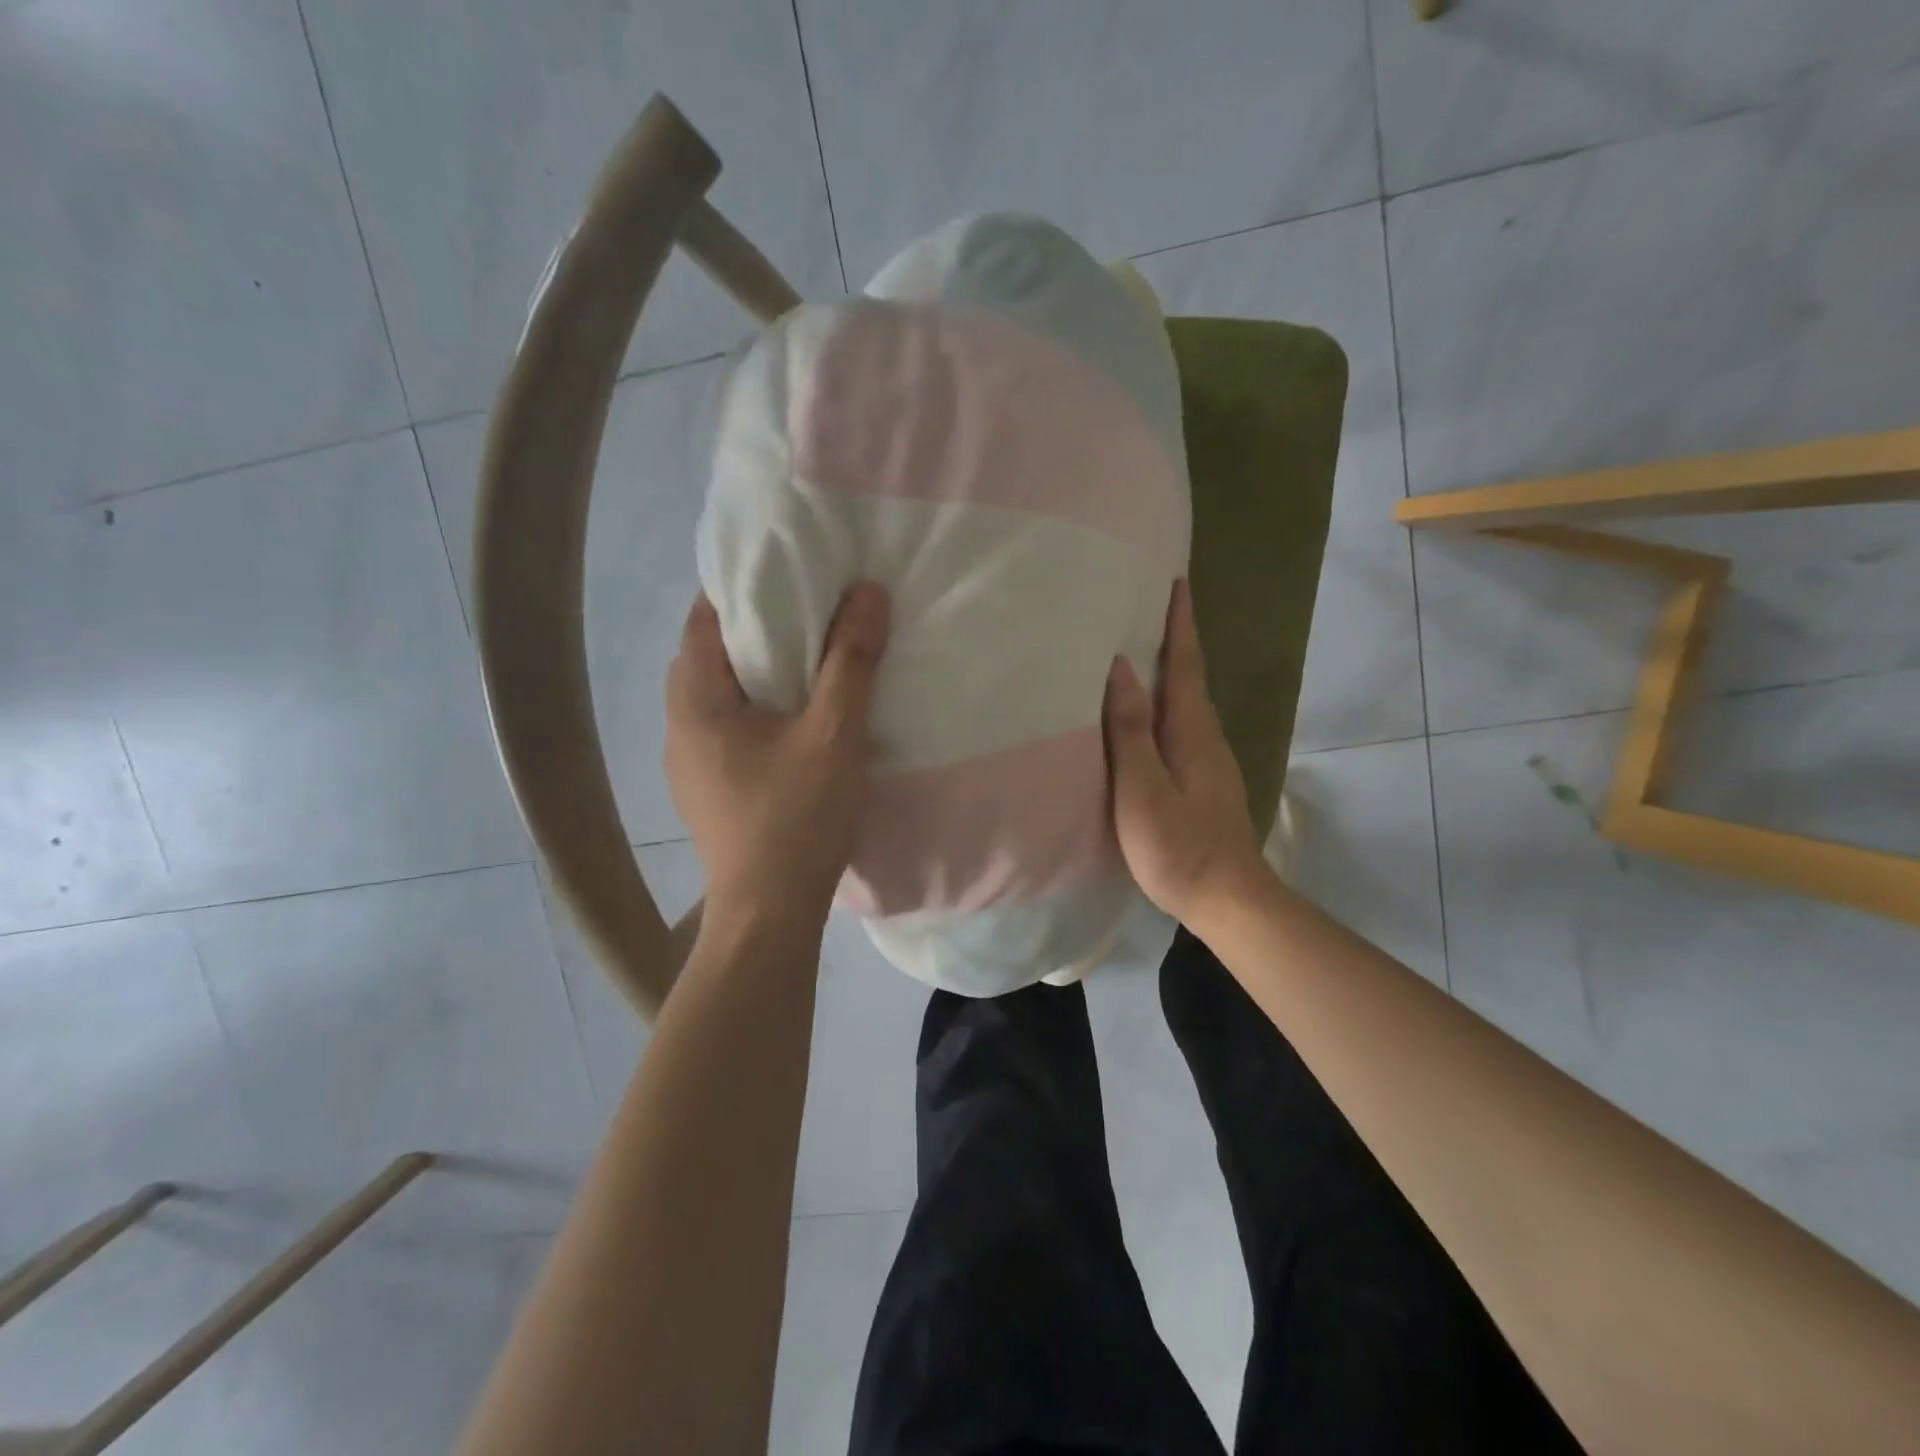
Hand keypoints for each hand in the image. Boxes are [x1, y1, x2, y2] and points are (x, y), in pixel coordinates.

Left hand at [665, 583, 890, 928]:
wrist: (769, 912)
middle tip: (811, 614)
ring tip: (809, 663)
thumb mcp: (834, 732)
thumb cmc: (797, 817)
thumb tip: (867, 592)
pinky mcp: (707, 790)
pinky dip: (757, 710)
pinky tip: (794, 723)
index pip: (705, 616)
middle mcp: (678, 725)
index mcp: (695, 699)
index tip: (791, 574)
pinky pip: (727, 729)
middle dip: (757, 629)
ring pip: (720, 696)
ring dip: (758, 674)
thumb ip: (850, 660)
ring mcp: (688, 763)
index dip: (745, 587)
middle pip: (711, 654)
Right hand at [1102, 579, 1265, 924]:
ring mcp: (1211, 762)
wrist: (1227, 898)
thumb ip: (1130, 729)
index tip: (1177, 581)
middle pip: (1191, 678)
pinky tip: (1148, 718)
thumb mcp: (1143, 787)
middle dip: (1177, 640)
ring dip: (1172, 673)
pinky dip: (1167, 707)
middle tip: (1150, 609)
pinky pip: (1183, 728)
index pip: (1186, 664)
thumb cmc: (1178, 843)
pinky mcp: (1206, 783)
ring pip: (1188, 705)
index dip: (1181, 624)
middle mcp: (1208, 737)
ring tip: (1142, 655)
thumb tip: (1122, 668)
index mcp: (1192, 730)